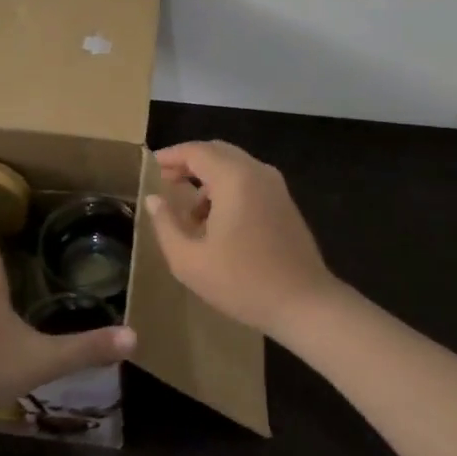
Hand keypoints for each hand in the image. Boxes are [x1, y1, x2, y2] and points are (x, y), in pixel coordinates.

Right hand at [143, 141, 338, 339]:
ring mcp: (275, 185)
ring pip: (234, 165)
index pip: (196, 151)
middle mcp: (256, 171)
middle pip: (216, 151)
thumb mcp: (190, 261)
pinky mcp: (284, 201)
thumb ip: (166, 225)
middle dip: (189, 163)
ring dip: (208, 178)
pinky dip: (227, 187)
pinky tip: (217, 221)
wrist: (304, 304)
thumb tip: (154, 200)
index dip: (171, 155)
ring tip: (189, 211)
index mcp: (234, 177)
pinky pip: (249, 180)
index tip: (151, 166)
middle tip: (166, 181)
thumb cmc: (243, 282)